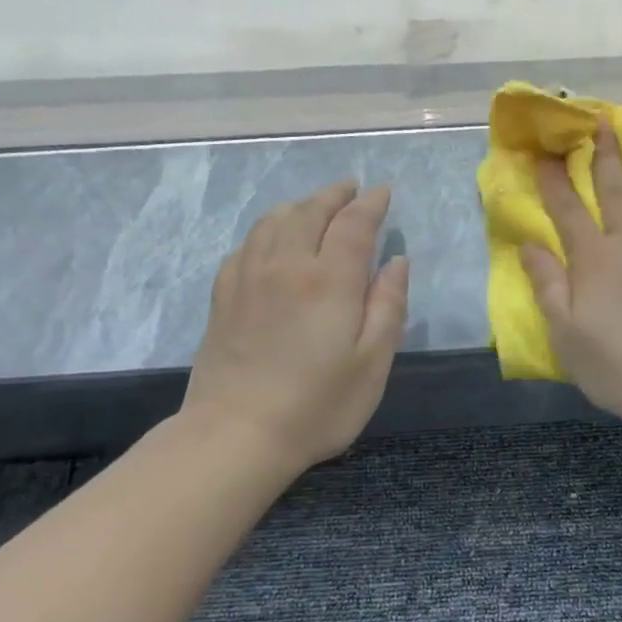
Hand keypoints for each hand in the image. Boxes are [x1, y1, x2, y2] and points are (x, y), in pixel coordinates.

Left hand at [181, 180, 408, 471]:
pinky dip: (267, 230)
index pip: (354, 224)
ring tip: (315, 206)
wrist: (236, 434)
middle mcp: (287, 265)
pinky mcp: (223, 296)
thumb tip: (397, 261)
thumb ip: (388, 306)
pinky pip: (246, 244)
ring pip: (274, 221)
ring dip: (300, 205)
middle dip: (335, 195)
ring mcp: (248, 277)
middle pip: (311, 212)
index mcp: (329, 279)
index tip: (383, 192)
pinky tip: (271, 240)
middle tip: (351, 188)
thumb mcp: (373, 363)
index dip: (371, 204)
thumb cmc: (317, 405)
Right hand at [522, 120, 621, 434]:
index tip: (546, 153)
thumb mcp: (565, 335)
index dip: (555, 182)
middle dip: (605, 155)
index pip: (568, 212)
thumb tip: (529, 244)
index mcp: (596, 261)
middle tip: (601, 122)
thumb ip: (547, 285)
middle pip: (616, 191)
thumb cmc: (618, 368)